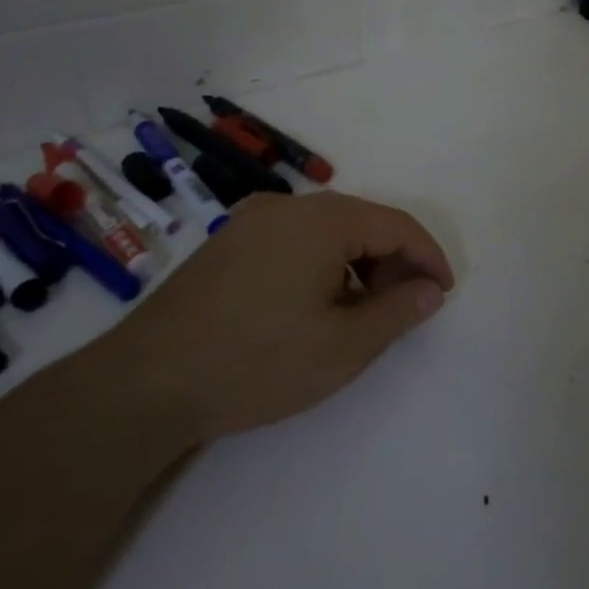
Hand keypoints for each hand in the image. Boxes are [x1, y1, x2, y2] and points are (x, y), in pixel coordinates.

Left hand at [138, 191, 454, 438]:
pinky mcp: (227, 244)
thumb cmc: (258, 361)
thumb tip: (429, 290)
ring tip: (361, 314)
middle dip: (393, 263)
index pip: (396, 224)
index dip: (428, 257)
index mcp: (322, 218)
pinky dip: (321, 267)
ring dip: (356, 266)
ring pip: (326, 233)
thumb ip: (398, 311)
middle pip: (361, 223)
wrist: (146, 383)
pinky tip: (314, 307)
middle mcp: (287, 206)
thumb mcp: (344, 345)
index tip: (442, 295)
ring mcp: (250, 221)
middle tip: (405, 309)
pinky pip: (293, 242)